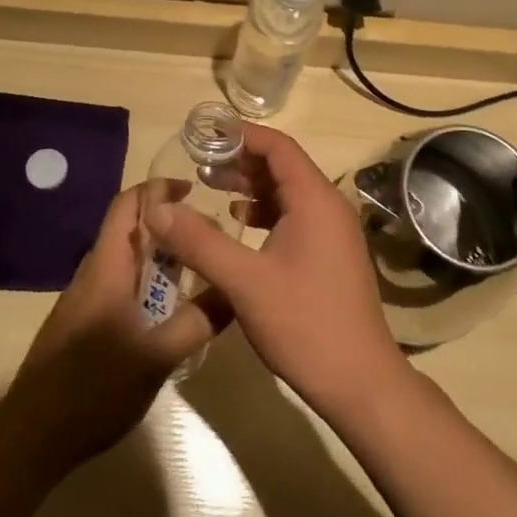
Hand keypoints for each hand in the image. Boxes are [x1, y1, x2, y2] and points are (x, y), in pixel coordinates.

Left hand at [0, 184, 222, 473]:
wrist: (30, 440)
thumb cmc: (93, 389)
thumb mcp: (157, 357)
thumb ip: (198, 322)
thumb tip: (235, 291)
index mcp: (106, 267)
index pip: (128, 205)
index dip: (158, 189)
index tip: (193, 190)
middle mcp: (92, 274)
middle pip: (129, 230)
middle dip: (168, 226)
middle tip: (208, 237)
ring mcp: (83, 301)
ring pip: (125, 261)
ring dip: (158, 258)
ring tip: (196, 271)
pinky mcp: (81, 325)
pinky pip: (118, 287)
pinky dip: (145, 284)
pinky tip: (166, 312)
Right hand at [141, 123, 407, 421]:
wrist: (360, 382)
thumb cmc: (304, 324)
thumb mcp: (245, 282)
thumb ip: (199, 241)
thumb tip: (157, 208)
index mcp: (315, 199)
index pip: (278, 147)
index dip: (242, 135)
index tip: (206, 134)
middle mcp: (329, 206)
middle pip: (283, 167)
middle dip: (242, 161)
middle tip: (200, 164)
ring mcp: (333, 232)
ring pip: (288, 193)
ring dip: (252, 188)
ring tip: (212, 188)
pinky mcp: (330, 255)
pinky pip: (295, 217)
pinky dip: (265, 214)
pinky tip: (240, 226)